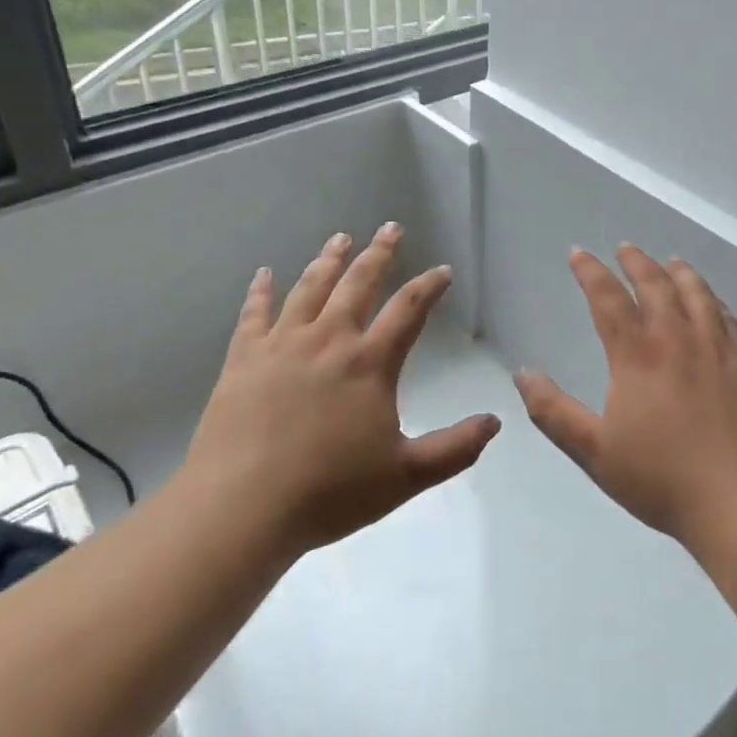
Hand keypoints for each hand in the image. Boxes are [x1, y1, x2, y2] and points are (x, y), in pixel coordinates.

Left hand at [184, 224, 500, 555]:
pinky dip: (261, 291)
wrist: (241, 508)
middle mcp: (329, 340)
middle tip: (391, 228)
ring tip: (340, 238)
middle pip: (359, 283)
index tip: (442, 271)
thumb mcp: (405, 476)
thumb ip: (455, 448)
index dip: (429, 286)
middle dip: (379, 253)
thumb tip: (495, 422)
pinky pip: (253, 314)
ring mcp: (282, 345)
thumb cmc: (329, 492)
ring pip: (310, 288)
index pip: (408, 310)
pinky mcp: (243, 359)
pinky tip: (264, 274)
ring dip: (328, 260)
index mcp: (369, 362)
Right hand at [515, 246, 736, 549]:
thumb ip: (554, 412)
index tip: (578, 253)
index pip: (608, 298)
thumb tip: (523, 374)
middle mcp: (677, 340)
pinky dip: (716, 302)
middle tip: (625, 248)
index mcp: (637, 355)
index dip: (590, 271)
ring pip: (697, 295)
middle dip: (636, 262)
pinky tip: (713, 303)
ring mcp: (716, 350)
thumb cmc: (661, 478)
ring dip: (680, 272)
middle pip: (656, 285)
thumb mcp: (594, 451)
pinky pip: (728, 320)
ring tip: (671, 261)